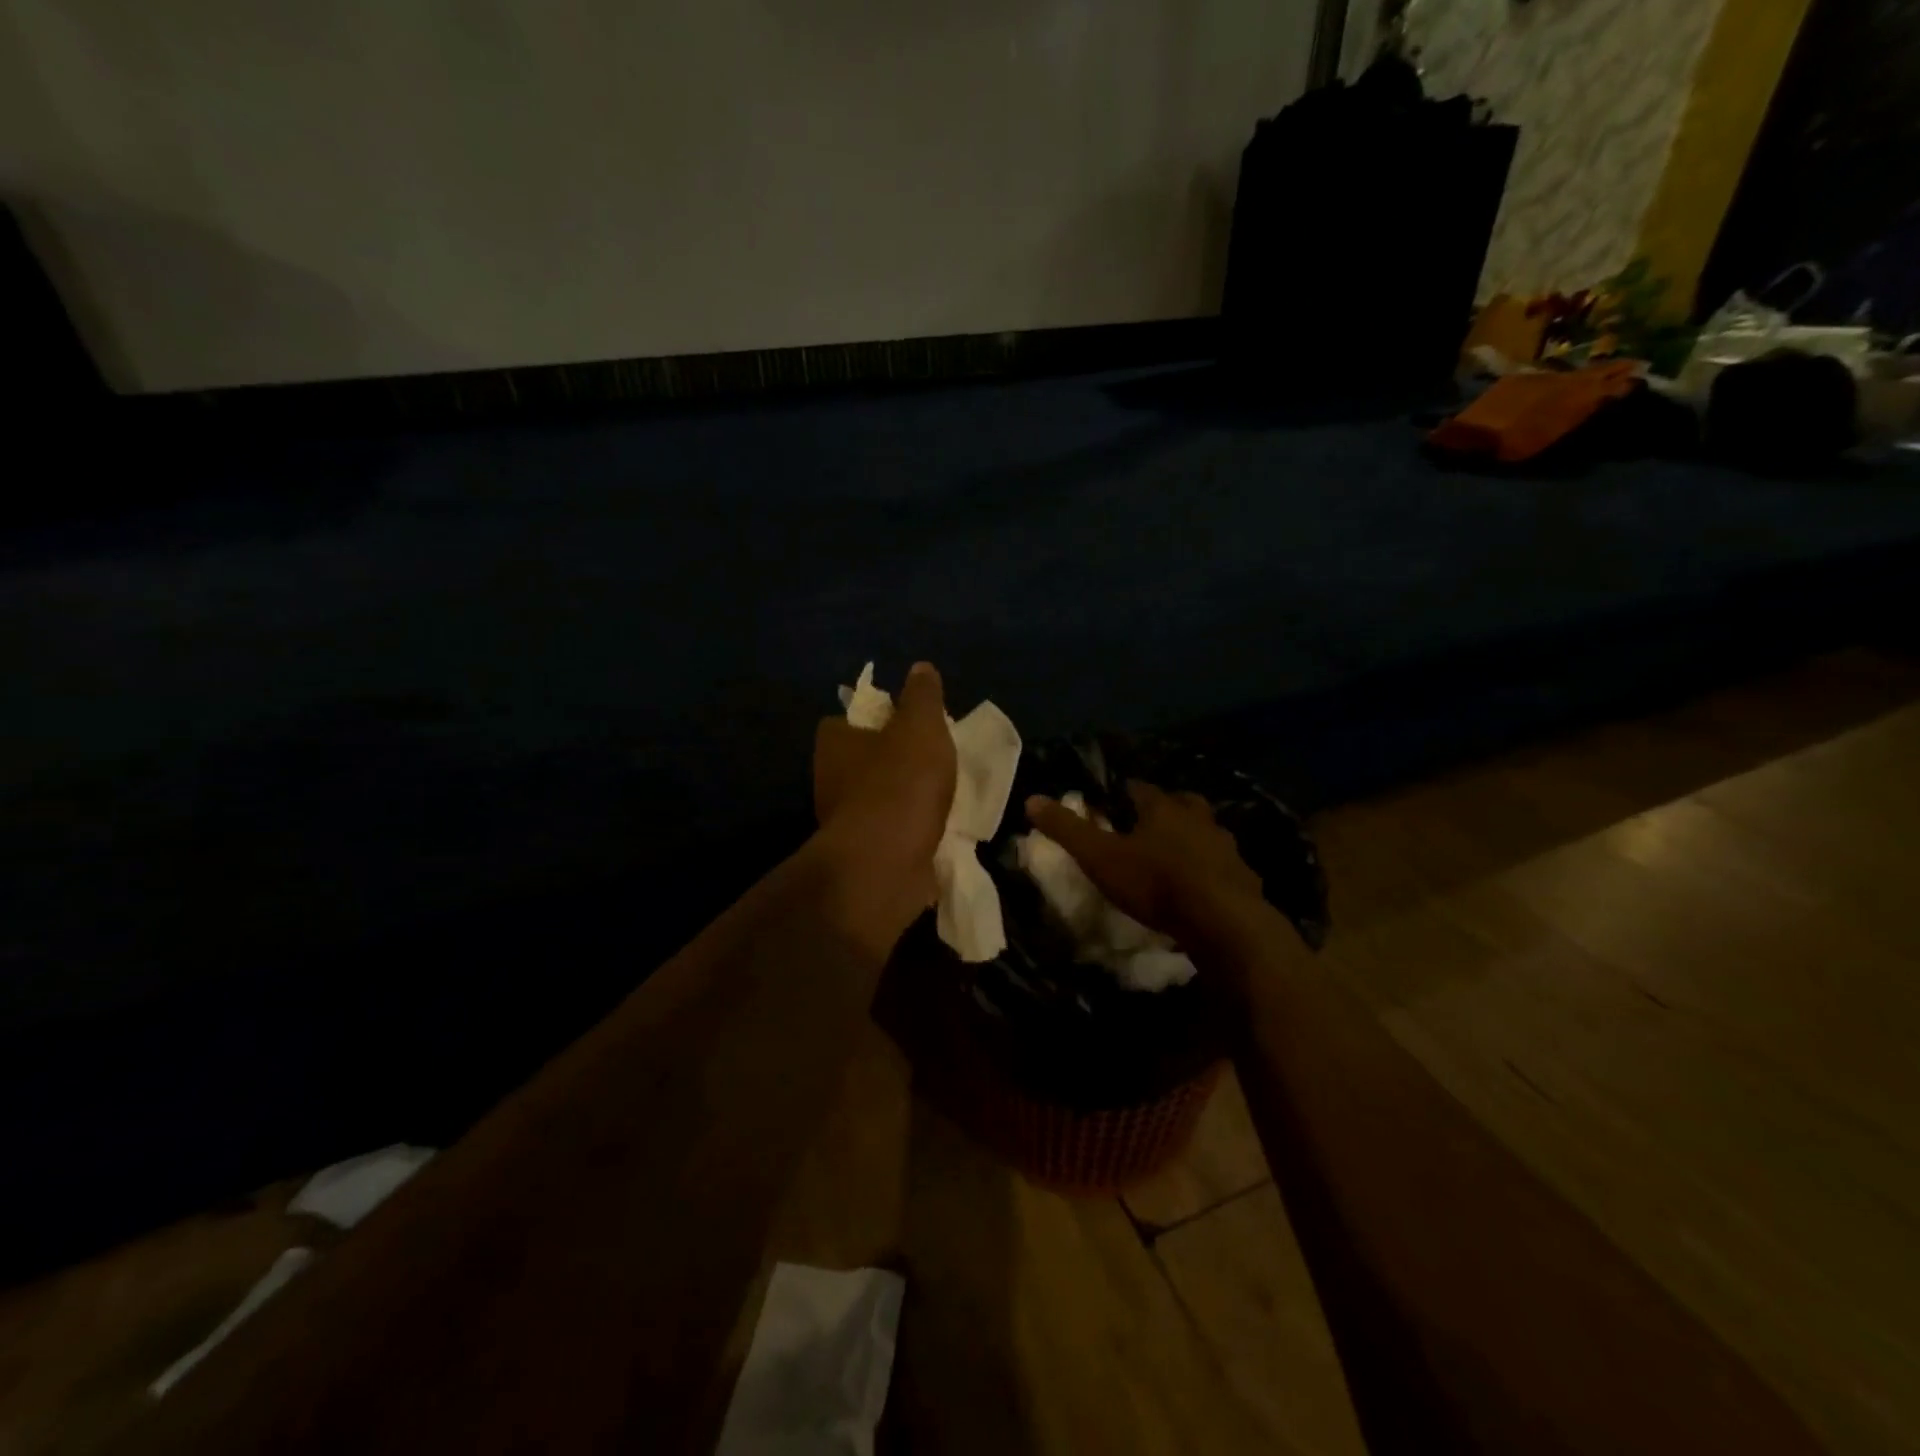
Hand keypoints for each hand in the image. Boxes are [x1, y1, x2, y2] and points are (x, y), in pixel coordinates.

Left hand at [812, 663, 957, 945]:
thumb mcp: (921, 726)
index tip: (903, 722)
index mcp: (834, 744)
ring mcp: (844, 822)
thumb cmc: (901, 783)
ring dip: (902, 798)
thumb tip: (921, 668)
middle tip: (930, 757)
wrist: (887, 864)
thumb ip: (922, 697)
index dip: (872, 719)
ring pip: (874, 800)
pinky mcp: (862, 856)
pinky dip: (908, 831)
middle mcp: (830, 781)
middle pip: (860, 761)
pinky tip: (937, 830)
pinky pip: (889, 834)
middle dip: (890, 759)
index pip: (842, 722)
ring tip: (941, 794)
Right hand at [1024, 782, 1264, 946]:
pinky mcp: (1244, 876)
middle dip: (1163, 810)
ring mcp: (1225, 846)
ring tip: (1171, 857)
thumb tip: (1032, 798)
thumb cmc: (1156, 883)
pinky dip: (1209, 870)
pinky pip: (1221, 865)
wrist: (1223, 922)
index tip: (1109, 805)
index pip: (1138, 788)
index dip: (1121, 794)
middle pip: (1180, 803)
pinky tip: (1198, 887)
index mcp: (1162, 807)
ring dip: (1189, 839)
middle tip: (1145, 826)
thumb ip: (1067, 829)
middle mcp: (1198, 818)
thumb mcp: (1100, 857)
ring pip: (1205, 832)